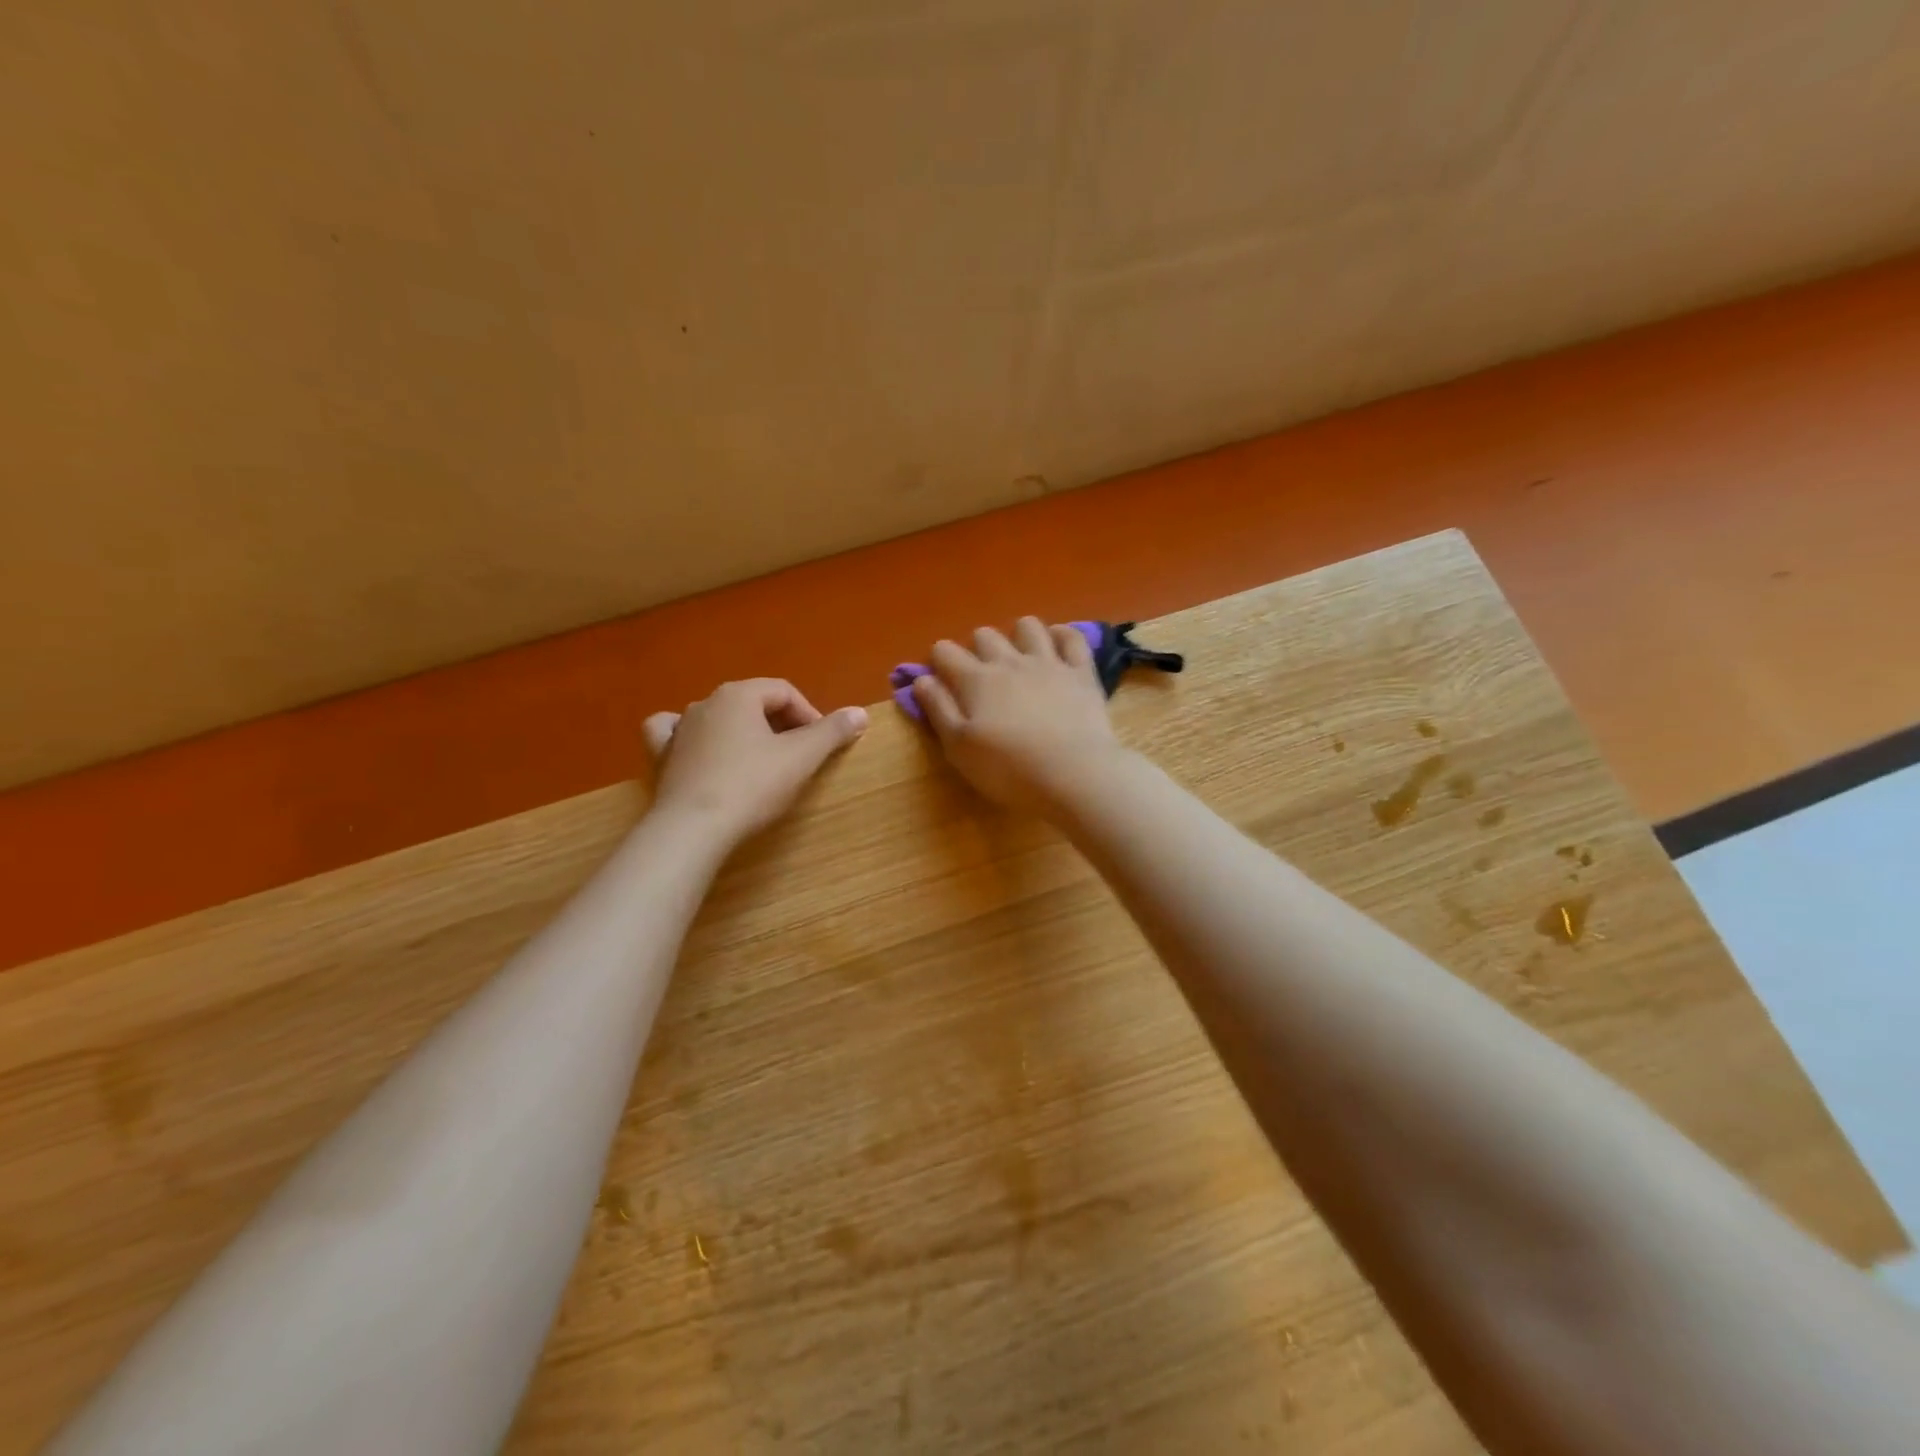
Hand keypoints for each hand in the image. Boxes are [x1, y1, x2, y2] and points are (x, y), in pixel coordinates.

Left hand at [642, 679, 867, 845]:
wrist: (693, 829)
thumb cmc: (752, 786)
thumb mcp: (801, 758)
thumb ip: (832, 732)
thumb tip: (860, 712)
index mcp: (739, 694)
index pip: (784, 692)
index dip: (810, 715)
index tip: (822, 746)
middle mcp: (705, 703)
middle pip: (753, 703)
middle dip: (780, 724)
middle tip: (798, 756)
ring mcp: (679, 729)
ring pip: (717, 717)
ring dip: (742, 731)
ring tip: (759, 758)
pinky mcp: (662, 757)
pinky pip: (675, 733)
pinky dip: (690, 736)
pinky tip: (697, 747)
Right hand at [911, 617, 1122, 813]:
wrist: (1074, 774)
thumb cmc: (1008, 769)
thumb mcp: (958, 748)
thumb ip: (938, 710)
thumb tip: (921, 679)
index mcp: (975, 680)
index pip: (945, 651)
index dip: (938, 659)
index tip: (940, 677)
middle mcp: (1009, 662)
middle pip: (984, 635)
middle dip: (976, 648)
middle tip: (980, 675)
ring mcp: (1048, 663)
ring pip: (1028, 627)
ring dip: (1018, 635)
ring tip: (1018, 656)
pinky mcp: (1081, 673)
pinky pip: (1071, 638)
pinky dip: (1061, 635)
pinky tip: (1055, 645)